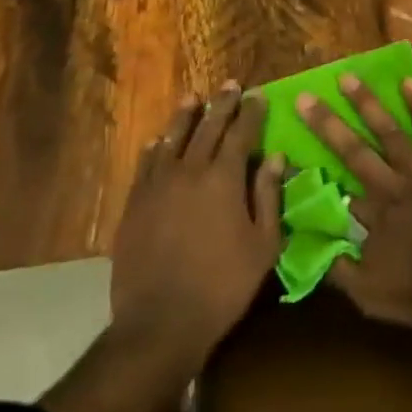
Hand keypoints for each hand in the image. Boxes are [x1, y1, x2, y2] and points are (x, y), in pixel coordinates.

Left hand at [109, 84, 284, 366]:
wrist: (159, 325)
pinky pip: (145, 165)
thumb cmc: (222, 286)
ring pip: (173, 138)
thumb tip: (277, 157)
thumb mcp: (263, 246)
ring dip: (186, 116)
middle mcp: (190, 170)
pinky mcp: (135, 204)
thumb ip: (269, 196)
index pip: (242, 132)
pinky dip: (155, 148)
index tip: (258, 95)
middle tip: (231, 85)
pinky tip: (158, 141)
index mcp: (224, 177)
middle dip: (222, 104)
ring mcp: (158, 185)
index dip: (251, 112)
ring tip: (193, 98)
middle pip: (208, 126)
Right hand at [297, 75, 411, 328]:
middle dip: (326, 124)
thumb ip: (341, 274)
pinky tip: (408, 82)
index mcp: (371, 219)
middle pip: (353, 152)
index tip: (288, 149)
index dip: (310, 172)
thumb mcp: (373, 298)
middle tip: (304, 97)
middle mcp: (389, 187)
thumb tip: (311, 250)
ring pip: (388, 132)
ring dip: (366, 104)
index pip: (332, 191)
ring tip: (346, 77)